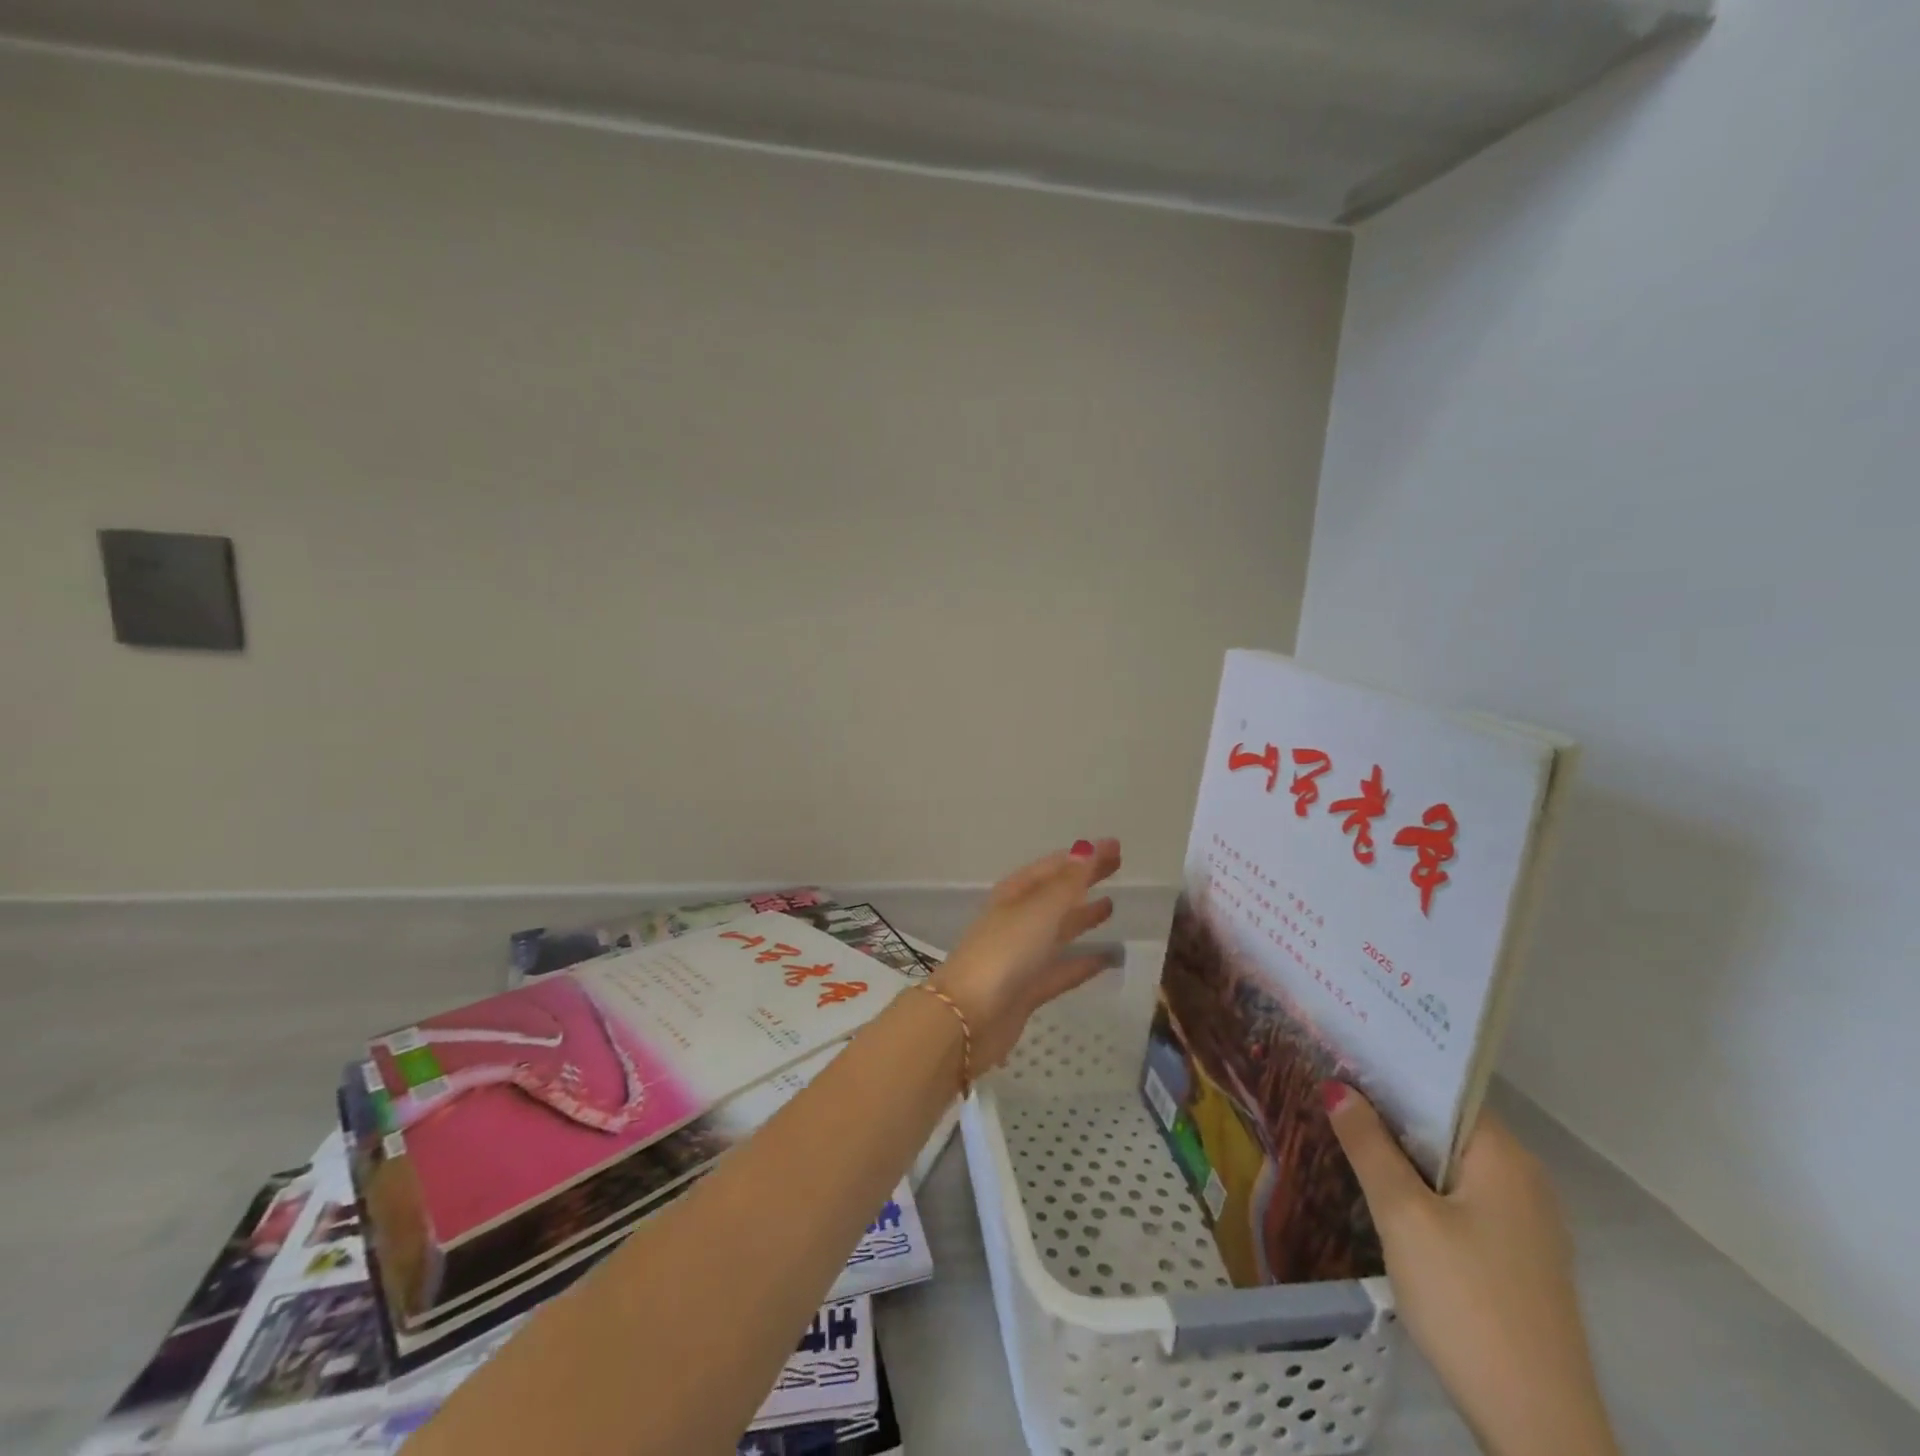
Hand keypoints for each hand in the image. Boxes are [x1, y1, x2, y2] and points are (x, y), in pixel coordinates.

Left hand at [932, 838, 1122, 1068]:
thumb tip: (1087, 848)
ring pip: (1058, 930)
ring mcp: (1022, 956)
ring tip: (1112, 907)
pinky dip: (1085, 962)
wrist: (970, 1016)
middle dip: (1083, 880)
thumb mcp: (1039, 910)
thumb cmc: (1004, 952)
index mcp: (1014, 895)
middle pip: (1056, 895)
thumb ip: (1068, 883)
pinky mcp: (1029, 989)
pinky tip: (1110, 959)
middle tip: (1118, 867)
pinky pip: (1063, 969)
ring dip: (1082, 918)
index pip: (1052, 867)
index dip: (1082, 856)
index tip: (1114, 847)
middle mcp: (1017, 920)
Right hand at [1325, 1087, 1619, 1455]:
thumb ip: (1367, 1145)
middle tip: (1327, 1089)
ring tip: (1342, 1130)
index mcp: (1504, 1157)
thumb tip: (1336, 1087)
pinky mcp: (1516, 1258)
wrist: (1537, 1427)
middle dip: (1388, 1110)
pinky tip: (1382, 1190)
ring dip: (1401, 1150)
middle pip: (1444, 1125)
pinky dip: (1421, 1185)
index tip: (1339, 1055)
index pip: (1441, 1089)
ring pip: (1450, 1164)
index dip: (1389, 1070)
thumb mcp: (1403, 1216)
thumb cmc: (1467, 1302)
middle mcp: (1523, 1179)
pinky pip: (1460, 1198)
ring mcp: (1525, 1222)